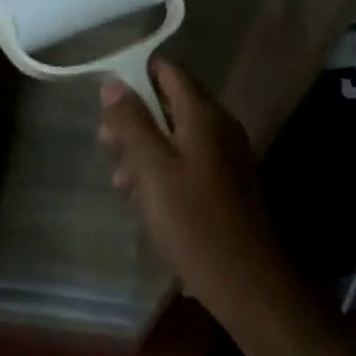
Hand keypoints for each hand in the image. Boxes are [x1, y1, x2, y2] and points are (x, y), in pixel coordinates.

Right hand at [97, 59, 292, 325]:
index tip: (107, 103)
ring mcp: (225, 156)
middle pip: (170, 103)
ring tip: (121, 182)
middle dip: (135, 119)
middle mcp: (219, 126)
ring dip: (145, 149)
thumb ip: (132, 123)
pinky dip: (163, 170)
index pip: (168, 70)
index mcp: (203, 114)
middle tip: (107, 145)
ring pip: (176, 135)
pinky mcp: (225, 184)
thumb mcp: (152, 169)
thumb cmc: (194, 222)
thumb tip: (113, 83)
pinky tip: (145, 201)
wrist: (249, 285)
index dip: (135, 77)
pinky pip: (187, 161)